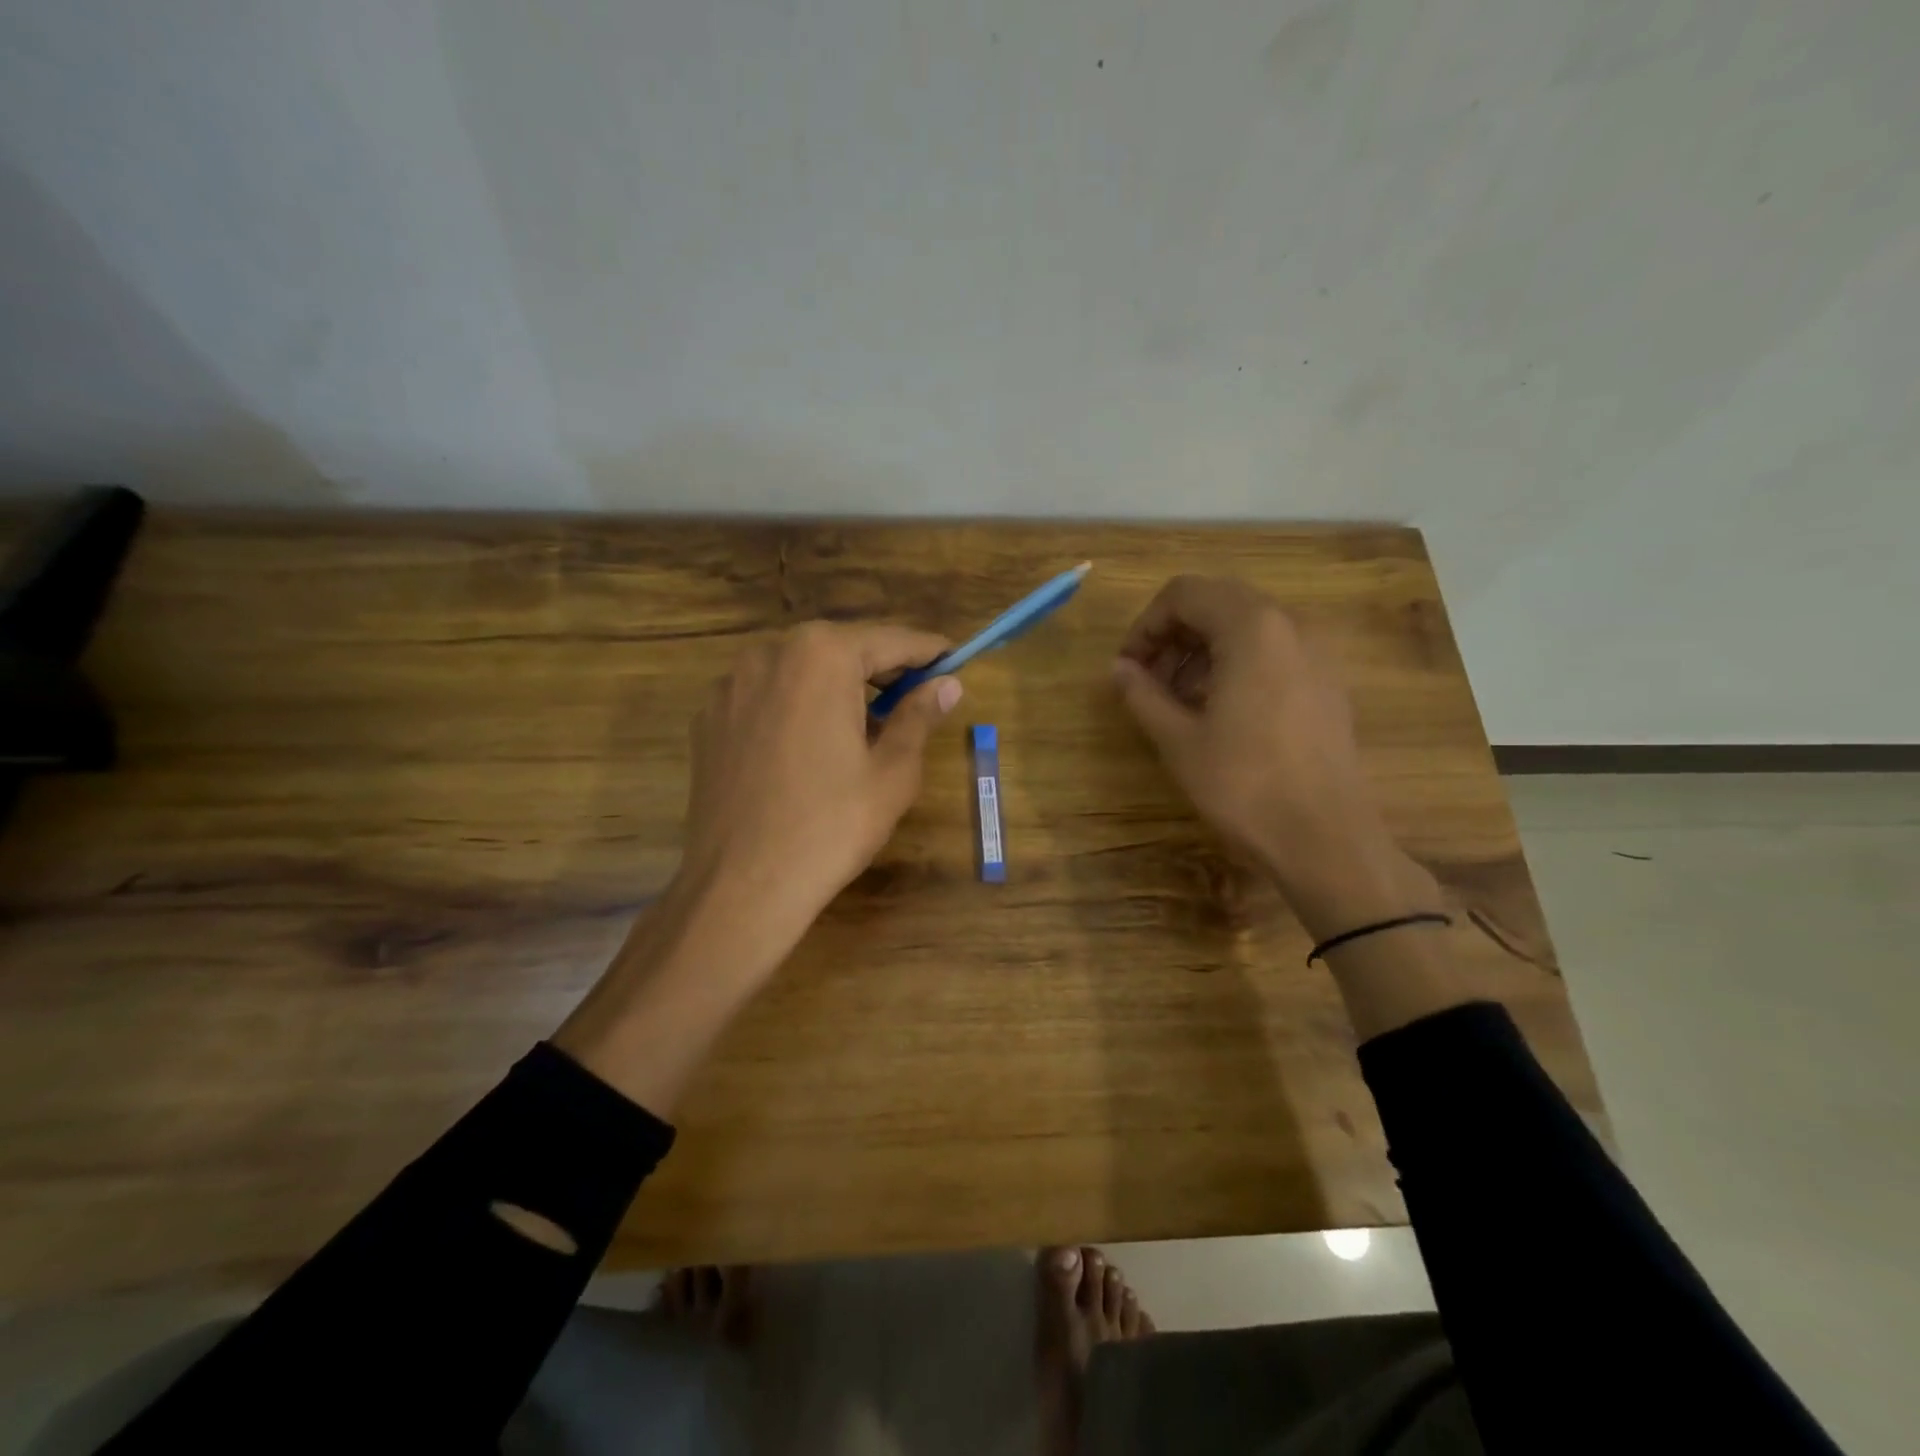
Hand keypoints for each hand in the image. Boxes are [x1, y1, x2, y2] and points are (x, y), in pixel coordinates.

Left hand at [554, 621, 960, 1115]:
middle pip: (842, 649)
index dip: (928, 651)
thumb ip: (919, 715)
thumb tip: (947, 684)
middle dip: (882, 668)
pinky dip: (798, 706)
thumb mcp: (892, 771)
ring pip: (802, 670)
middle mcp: (769, 653)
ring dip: (838, 686)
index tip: (955, 659)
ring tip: (865, 725)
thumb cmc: (831, 826)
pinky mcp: (709, 718)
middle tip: (916, 695)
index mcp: (821, 656)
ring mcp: (730, 684)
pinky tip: (812, 746)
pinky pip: (768, 695)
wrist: (741, 887)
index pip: (890, 639)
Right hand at [1112, 576, 1429, 936]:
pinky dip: (1236, 663)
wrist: (1325, 839)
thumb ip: (1142, 693)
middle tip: (1147, 680)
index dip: (1146, 625)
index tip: (1127, 666)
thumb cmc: (1243, 784)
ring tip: (1177, 699)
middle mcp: (1291, 625)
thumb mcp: (1178, 739)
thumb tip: (1118, 669)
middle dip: (1173, 635)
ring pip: (1246, 626)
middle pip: (1217, 603)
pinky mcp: (1328, 682)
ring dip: (1202, 650)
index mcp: (1253, 627)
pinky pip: (1273, 651)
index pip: (1185, 594)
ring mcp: (1317, 652)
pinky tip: (1218, 710)